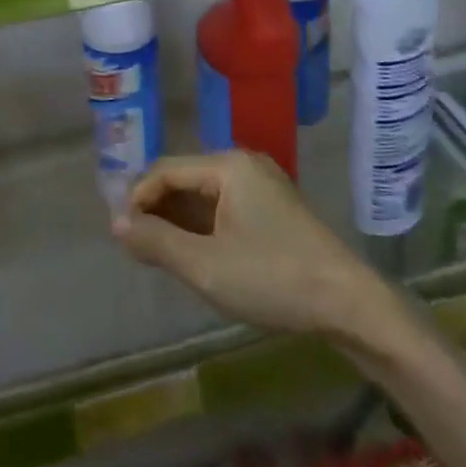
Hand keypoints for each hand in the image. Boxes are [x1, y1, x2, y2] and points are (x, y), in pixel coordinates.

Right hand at [112, 152, 391, 339]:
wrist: (348, 303)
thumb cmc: (272, 279)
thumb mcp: (206, 266)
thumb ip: (157, 242)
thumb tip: (117, 223)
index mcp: (228, 165)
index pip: (166, 170)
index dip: (138, 198)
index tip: (121, 235)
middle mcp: (244, 164)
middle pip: (185, 178)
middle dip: (157, 209)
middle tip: (136, 247)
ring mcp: (261, 185)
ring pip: (204, 194)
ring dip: (179, 220)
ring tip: (158, 253)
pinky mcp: (273, 207)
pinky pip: (225, 206)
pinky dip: (203, 226)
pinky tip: (193, 253)